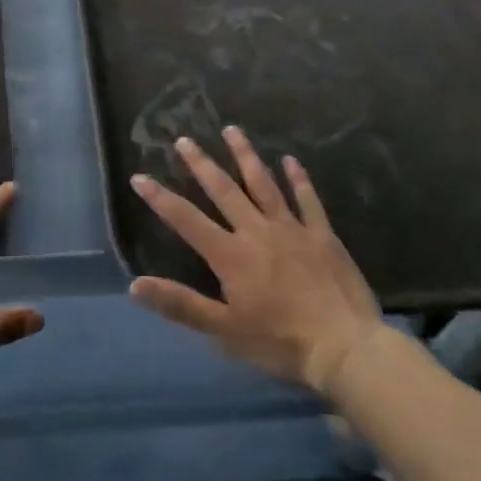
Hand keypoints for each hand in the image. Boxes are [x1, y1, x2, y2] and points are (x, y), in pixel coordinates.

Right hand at [127, 128, 388, 402]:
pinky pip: (307, 200)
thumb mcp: (223, 330)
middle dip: (201, 164)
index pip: (186, 219)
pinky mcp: (322, 235)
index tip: (139, 176)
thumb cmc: (280, 343)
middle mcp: (256, 231)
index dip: (160, 198)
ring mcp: (291, 229)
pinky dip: (298, 178)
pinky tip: (290, 160)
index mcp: (230, 254)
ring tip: (231, 130)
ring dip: (245, 155)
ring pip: (263, 184)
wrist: (346, 350)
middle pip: (223, 190)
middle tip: (184, 140)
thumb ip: (180, 304)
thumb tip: (135, 285)